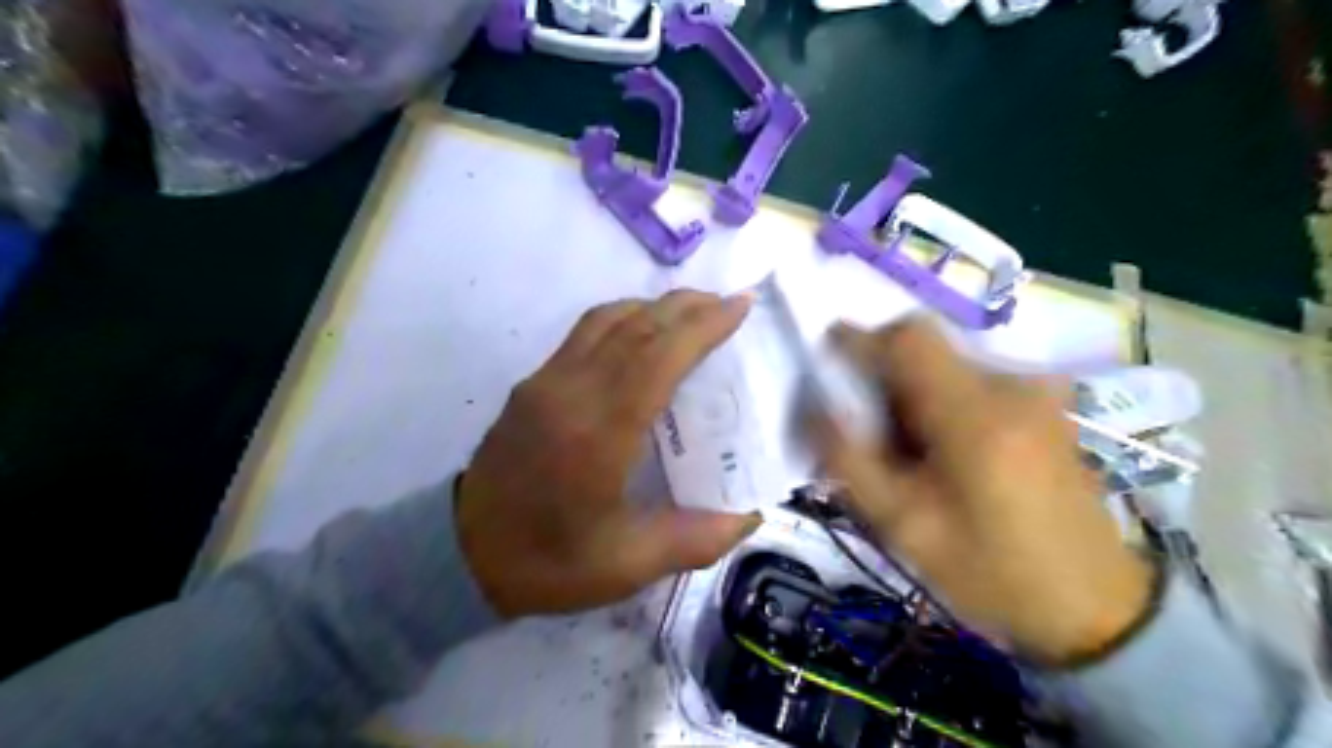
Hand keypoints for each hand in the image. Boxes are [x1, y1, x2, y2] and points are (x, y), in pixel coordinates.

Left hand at [455, 291, 758, 619]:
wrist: (459, 556)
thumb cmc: (548, 562)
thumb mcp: (628, 564)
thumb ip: (696, 539)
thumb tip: (750, 516)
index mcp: (599, 433)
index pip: (658, 357)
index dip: (702, 326)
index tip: (738, 305)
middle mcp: (571, 392)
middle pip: (635, 327)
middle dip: (686, 306)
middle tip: (727, 302)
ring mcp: (545, 382)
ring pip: (606, 320)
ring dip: (653, 307)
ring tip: (691, 312)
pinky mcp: (531, 384)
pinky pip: (584, 333)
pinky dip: (623, 319)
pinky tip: (642, 335)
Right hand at [813, 319, 1155, 661]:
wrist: (1094, 607)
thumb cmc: (991, 571)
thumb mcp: (903, 525)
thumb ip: (848, 460)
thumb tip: (813, 407)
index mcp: (975, 414)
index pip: (908, 337)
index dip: (860, 340)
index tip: (829, 364)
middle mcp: (1010, 385)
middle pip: (924, 349)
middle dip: (882, 378)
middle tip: (867, 431)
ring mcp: (1034, 391)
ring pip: (944, 365)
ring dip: (911, 393)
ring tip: (905, 452)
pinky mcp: (1043, 404)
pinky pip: (971, 381)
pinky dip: (940, 401)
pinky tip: (943, 452)